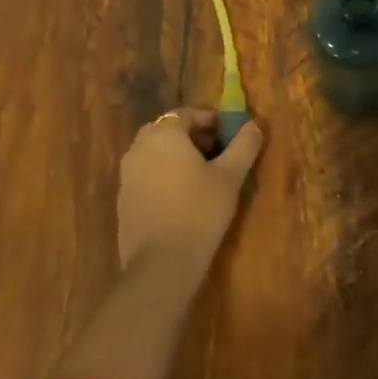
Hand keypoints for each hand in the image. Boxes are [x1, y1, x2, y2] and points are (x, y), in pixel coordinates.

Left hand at [116, 109, 265, 274]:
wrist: (161, 264)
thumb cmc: (200, 211)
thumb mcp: (231, 176)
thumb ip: (244, 145)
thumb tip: (255, 125)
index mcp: (164, 135)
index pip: (186, 114)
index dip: (210, 121)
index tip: (229, 136)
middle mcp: (139, 148)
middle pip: (167, 131)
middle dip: (192, 137)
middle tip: (217, 154)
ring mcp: (126, 175)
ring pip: (155, 153)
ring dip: (177, 157)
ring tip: (202, 177)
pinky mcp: (122, 200)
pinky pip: (146, 175)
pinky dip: (163, 176)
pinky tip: (182, 199)